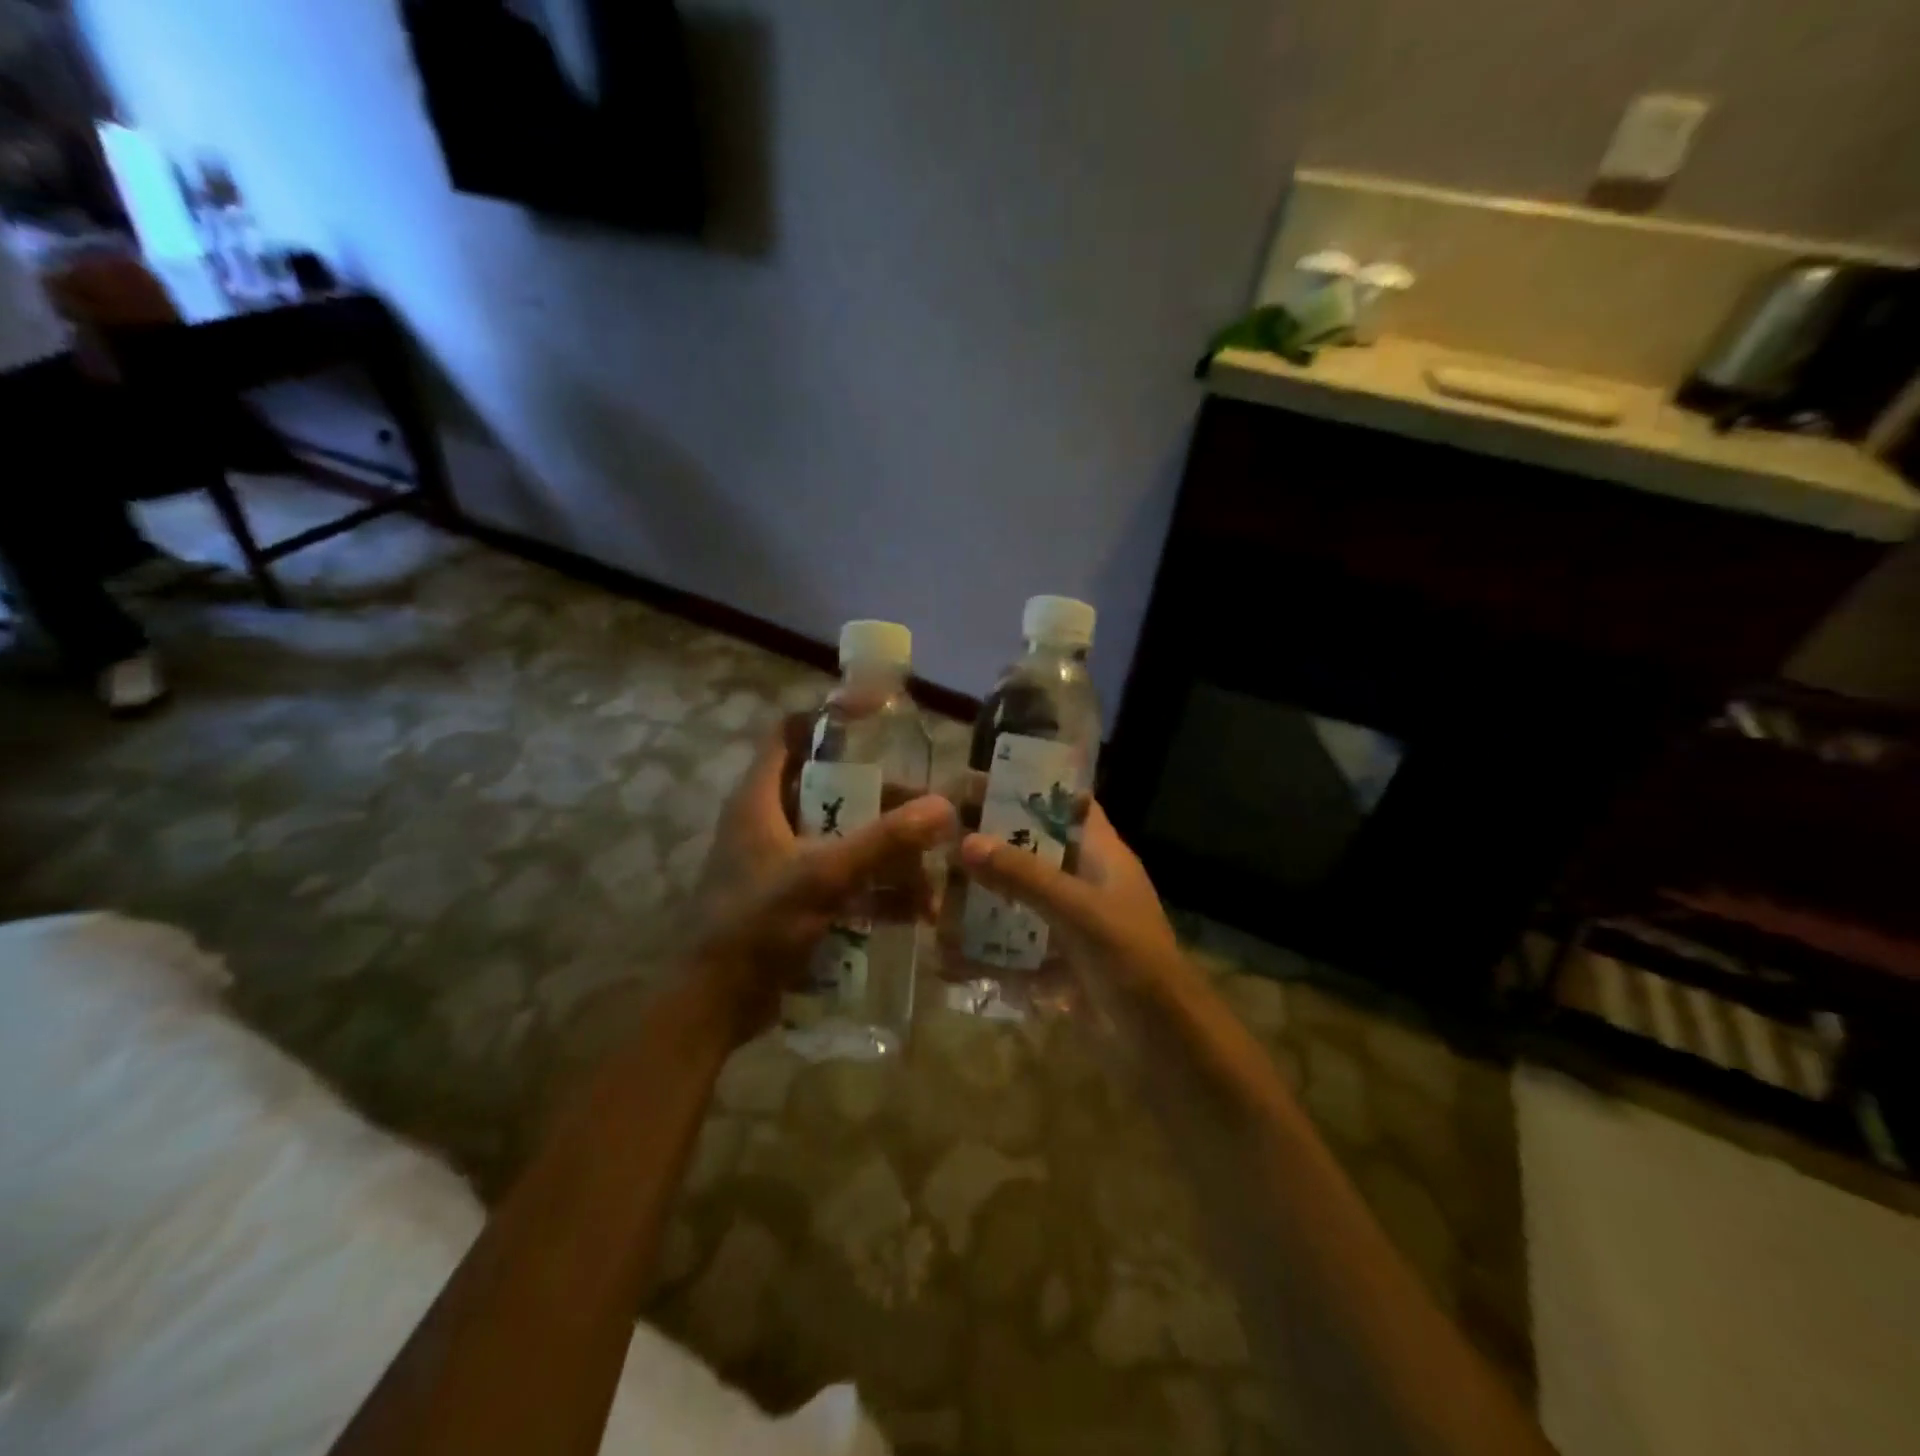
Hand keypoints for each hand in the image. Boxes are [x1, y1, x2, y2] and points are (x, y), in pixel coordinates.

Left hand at [689, 717, 955, 1040]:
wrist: (714, 1006)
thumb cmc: (756, 926)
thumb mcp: (823, 877)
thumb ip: (883, 841)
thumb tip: (943, 807)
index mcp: (760, 799)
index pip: (788, 734)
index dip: (829, 720)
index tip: (879, 722)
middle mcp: (771, 822)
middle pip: (833, 790)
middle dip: (884, 804)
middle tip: (929, 816)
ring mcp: (784, 862)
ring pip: (845, 838)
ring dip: (888, 856)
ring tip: (931, 879)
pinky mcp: (796, 898)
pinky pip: (845, 879)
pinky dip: (877, 890)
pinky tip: (915, 913)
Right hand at [955, 802, 1190, 1016]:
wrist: (1163, 1042)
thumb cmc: (1130, 959)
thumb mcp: (1077, 910)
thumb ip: (1023, 876)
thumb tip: (966, 842)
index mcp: (1102, 855)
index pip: (1067, 803)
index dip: (1029, 788)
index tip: (978, 782)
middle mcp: (1085, 882)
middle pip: (1034, 850)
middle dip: (991, 846)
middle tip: (940, 839)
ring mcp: (1072, 924)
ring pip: (1019, 899)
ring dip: (982, 901)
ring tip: (933, 896)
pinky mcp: (1060, 962)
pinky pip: (1015, 947)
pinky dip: (986, 952)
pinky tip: (946, 958)